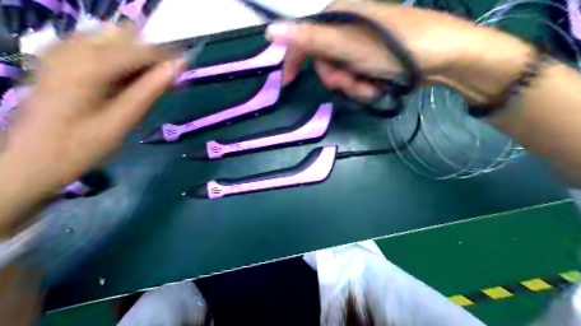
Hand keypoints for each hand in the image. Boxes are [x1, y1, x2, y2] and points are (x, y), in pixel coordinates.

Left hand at [0, 24, 184, 229]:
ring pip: (110, 38)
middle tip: (164, 80)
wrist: (28, 161)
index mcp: (90, 65)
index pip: (141, 48)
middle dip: (150, 53)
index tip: (185, 70)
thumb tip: (179, 65)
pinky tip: (121, 82)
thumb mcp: (122, 121)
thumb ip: (151, 89)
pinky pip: (94, 46)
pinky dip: (116, 59)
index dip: (167, 56)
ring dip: (134, 56)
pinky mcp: (56, 59)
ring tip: (146, 83)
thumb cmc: (80, 147)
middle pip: (124, 35)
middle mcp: (73, 48)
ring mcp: (60, 51)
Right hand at [264, 0, 531, 104]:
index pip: (304, 38)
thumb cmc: (393, 48)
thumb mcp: (346, 45)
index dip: (293, 60)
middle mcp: (348, 27)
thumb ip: (309, 39)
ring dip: (353, 86)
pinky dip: (365, 85)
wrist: (444, 55)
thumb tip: (270, 31)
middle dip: (336, 79)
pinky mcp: (375, 57)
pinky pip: (358, 76)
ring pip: (342, 72)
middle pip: (325, 61)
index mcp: (338, 16)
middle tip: (351, 83)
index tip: (288, 83)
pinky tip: (379, 86)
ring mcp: (363, 43)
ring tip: (371, 87)